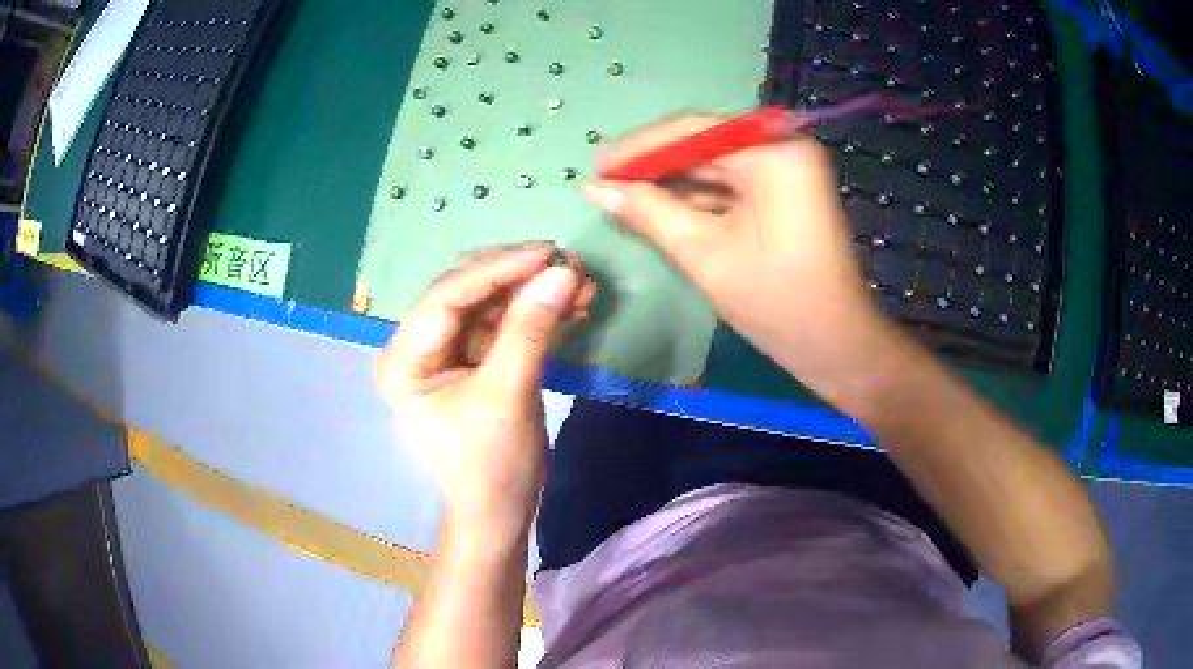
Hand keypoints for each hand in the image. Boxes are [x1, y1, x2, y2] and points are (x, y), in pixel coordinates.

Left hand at [377, 245, 593, 540]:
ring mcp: (446, 352)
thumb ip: (530, 330)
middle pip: (467, 291)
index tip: (548, 254)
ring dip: (534, 293)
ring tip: (581, 284)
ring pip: (491, 304)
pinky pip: (504, 325)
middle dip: (519, 276)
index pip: (447, 295)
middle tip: (569, 264)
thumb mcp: (508, 395)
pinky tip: (572, 308)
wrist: (499, 513)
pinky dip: (537, 315)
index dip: (498, 269)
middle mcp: (418, 346)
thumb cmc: (491, 465)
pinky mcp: (473, 361)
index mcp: (405, 358)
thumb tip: (563, 272)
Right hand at [583, 115, 888, 402]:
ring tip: (622, 195)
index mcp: (773, 153)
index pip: (693, 130)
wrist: (834, 344)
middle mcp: (783, 147)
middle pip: (704, 144)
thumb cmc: (775, 300)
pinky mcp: (784, 191)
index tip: (597, 165)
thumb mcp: (704, 253)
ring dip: (671, 181)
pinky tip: (659, 207)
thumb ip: (647, 212)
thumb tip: (593, 188)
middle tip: (604, 182)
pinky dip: (697, 196)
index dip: (639, 147)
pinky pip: (731, 183)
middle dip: (654, 165)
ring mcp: (786, 169)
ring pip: (715, 165)